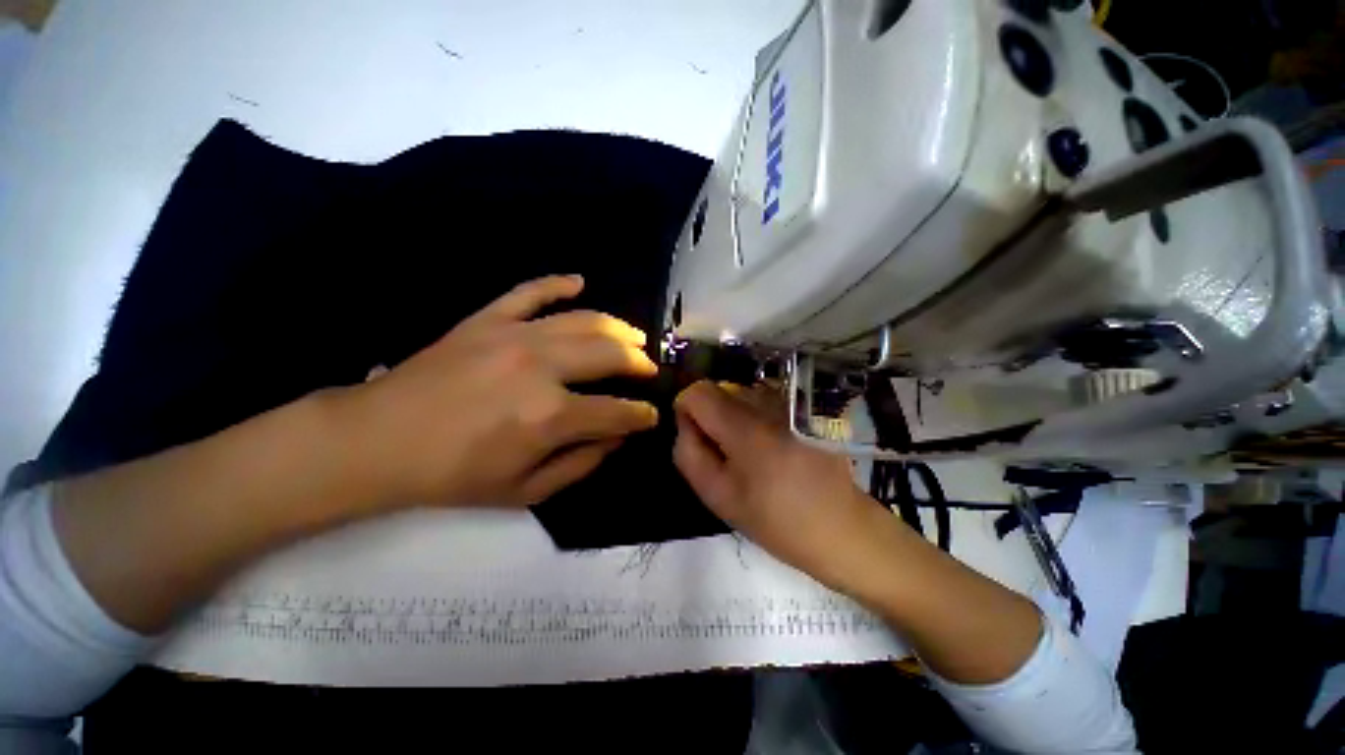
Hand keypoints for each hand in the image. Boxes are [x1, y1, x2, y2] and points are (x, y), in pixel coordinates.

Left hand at [335, 275, 658, 508]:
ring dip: (618, 328)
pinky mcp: (487, 319)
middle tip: (649, 370)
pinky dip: (558, 283)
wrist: (377, 441)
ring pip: (585, 320)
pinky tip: (579, 281)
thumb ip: (581, 464)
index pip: (617, 412)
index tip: (651, 416)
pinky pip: (530, 291)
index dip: (641, 415)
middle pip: (611, 354)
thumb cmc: (453, 475)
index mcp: (550, 416)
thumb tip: (617, 438)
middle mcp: (541, 367)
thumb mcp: (525, 490)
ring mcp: (513, 335)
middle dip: (640, 363)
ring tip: (634, 337)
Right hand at [672, 381, 897, 592]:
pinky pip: (762, 400)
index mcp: (745, 427)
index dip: (686, 411)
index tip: (695, 438)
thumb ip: (688, 454)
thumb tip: (684, 424)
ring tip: (749, 453)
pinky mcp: (802, 409)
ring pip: (740, 394)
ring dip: (733, 417)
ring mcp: (789, 403)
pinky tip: (771, 447)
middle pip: (719, 390)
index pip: (698, 392)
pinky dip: (754, 416)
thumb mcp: (719, 497)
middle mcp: (767, 404)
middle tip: (723, 454)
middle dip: (709, 416)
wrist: (844, 528)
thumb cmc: (778, 521)